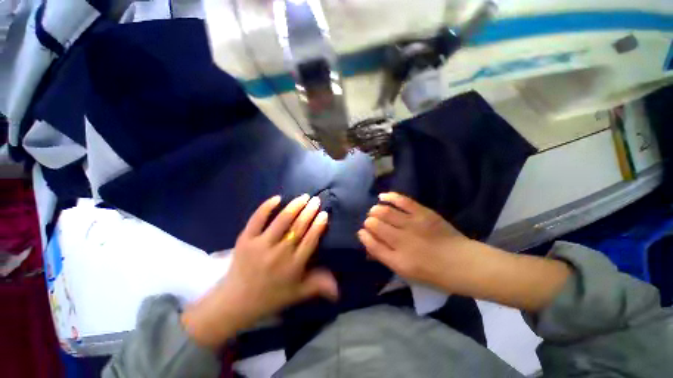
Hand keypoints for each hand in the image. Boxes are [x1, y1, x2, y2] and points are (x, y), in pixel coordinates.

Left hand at [182, 194, 336, 347]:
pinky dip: (267, 207)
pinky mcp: (246, 238)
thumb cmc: (271, 297)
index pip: (310, 240)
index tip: (324, 214)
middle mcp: (280, 252)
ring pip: (281, 220)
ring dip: (294, 206)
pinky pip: (257, 218)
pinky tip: (276, 198)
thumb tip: (338, 287)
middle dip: (309, 212)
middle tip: (316, 200)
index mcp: (294, 265)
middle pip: (298, 227)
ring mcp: (261, 243)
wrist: (240, 299)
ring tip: (302, 197)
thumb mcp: (297, 295)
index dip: (318, 226)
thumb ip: (317, 286)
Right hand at [359, 193, 571, 311]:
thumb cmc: (436, 275)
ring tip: (375, 210)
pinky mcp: (425, 213)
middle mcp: (402, 242)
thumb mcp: (409, 274)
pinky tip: (384, 196)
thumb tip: (374, 245)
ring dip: (377, 210)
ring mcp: (413, 225)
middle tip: (369, 221)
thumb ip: (390, 259)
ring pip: (386, 212)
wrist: (461, 263)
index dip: (365, 237)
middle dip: (369, 222)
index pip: (372, 244)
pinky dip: (392, 197)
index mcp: (397, 261)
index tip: (362, 232)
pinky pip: (403, 202)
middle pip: (376, 226)